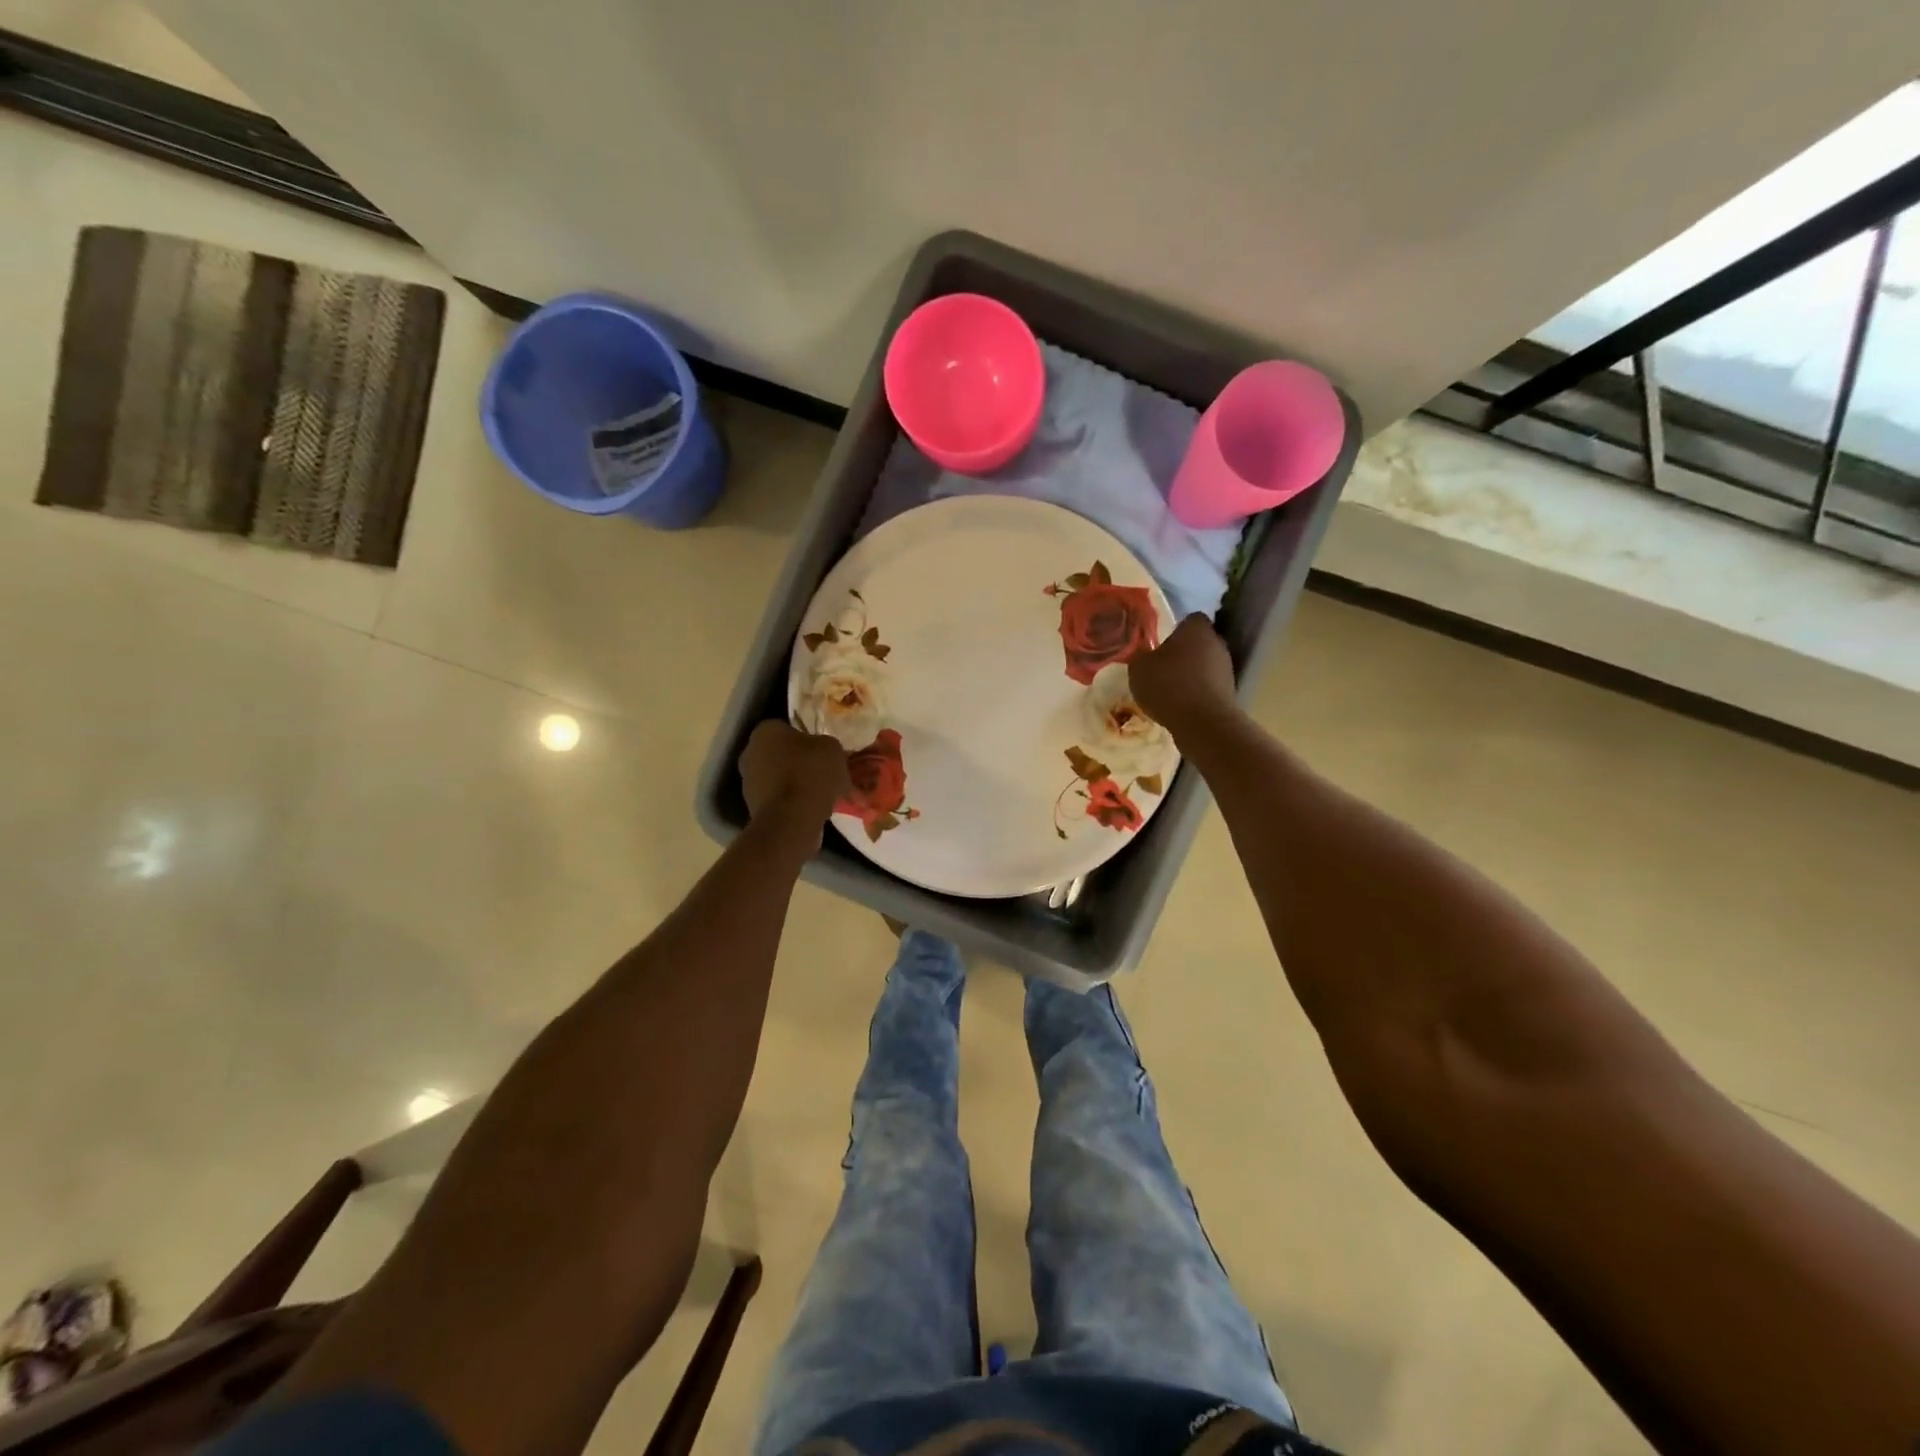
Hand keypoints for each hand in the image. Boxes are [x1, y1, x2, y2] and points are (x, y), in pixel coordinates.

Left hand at [739, 720, 848, 838]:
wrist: (792, 820)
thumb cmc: (811, 773)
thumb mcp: (832, 748)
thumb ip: (825, 745)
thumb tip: (823, 752)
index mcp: (765, 731)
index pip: (785, 727)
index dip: (806, 737)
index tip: (821, 750)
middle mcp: (750, 753)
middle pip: (779, 753)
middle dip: (798, 761)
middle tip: (823, 771)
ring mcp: (748, 783)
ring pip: (778, 778)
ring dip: (795, 783)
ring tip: (822, 794)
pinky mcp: (753, 808)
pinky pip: (779, 800)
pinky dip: (792, 803)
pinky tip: (813, 810)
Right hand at [1129, 614, 1240, 744]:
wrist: (1202, 722)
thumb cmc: (1168, 685)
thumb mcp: (1139, 668)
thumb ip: (1141, 655)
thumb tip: (1144, 653)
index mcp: (1196, 628)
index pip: (1189, 619)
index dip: (1175, 629)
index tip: (1161, 643)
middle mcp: (1217, 642)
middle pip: (1199, 642)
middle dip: (1183, 652)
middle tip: (1162, 666)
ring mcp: (1226, 667)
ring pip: (1204, 664)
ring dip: (1190, 673)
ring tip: (1169, 689)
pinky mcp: (1230, 691)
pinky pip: (1208, 685)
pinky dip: (1196, 692)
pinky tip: (1180, 705)